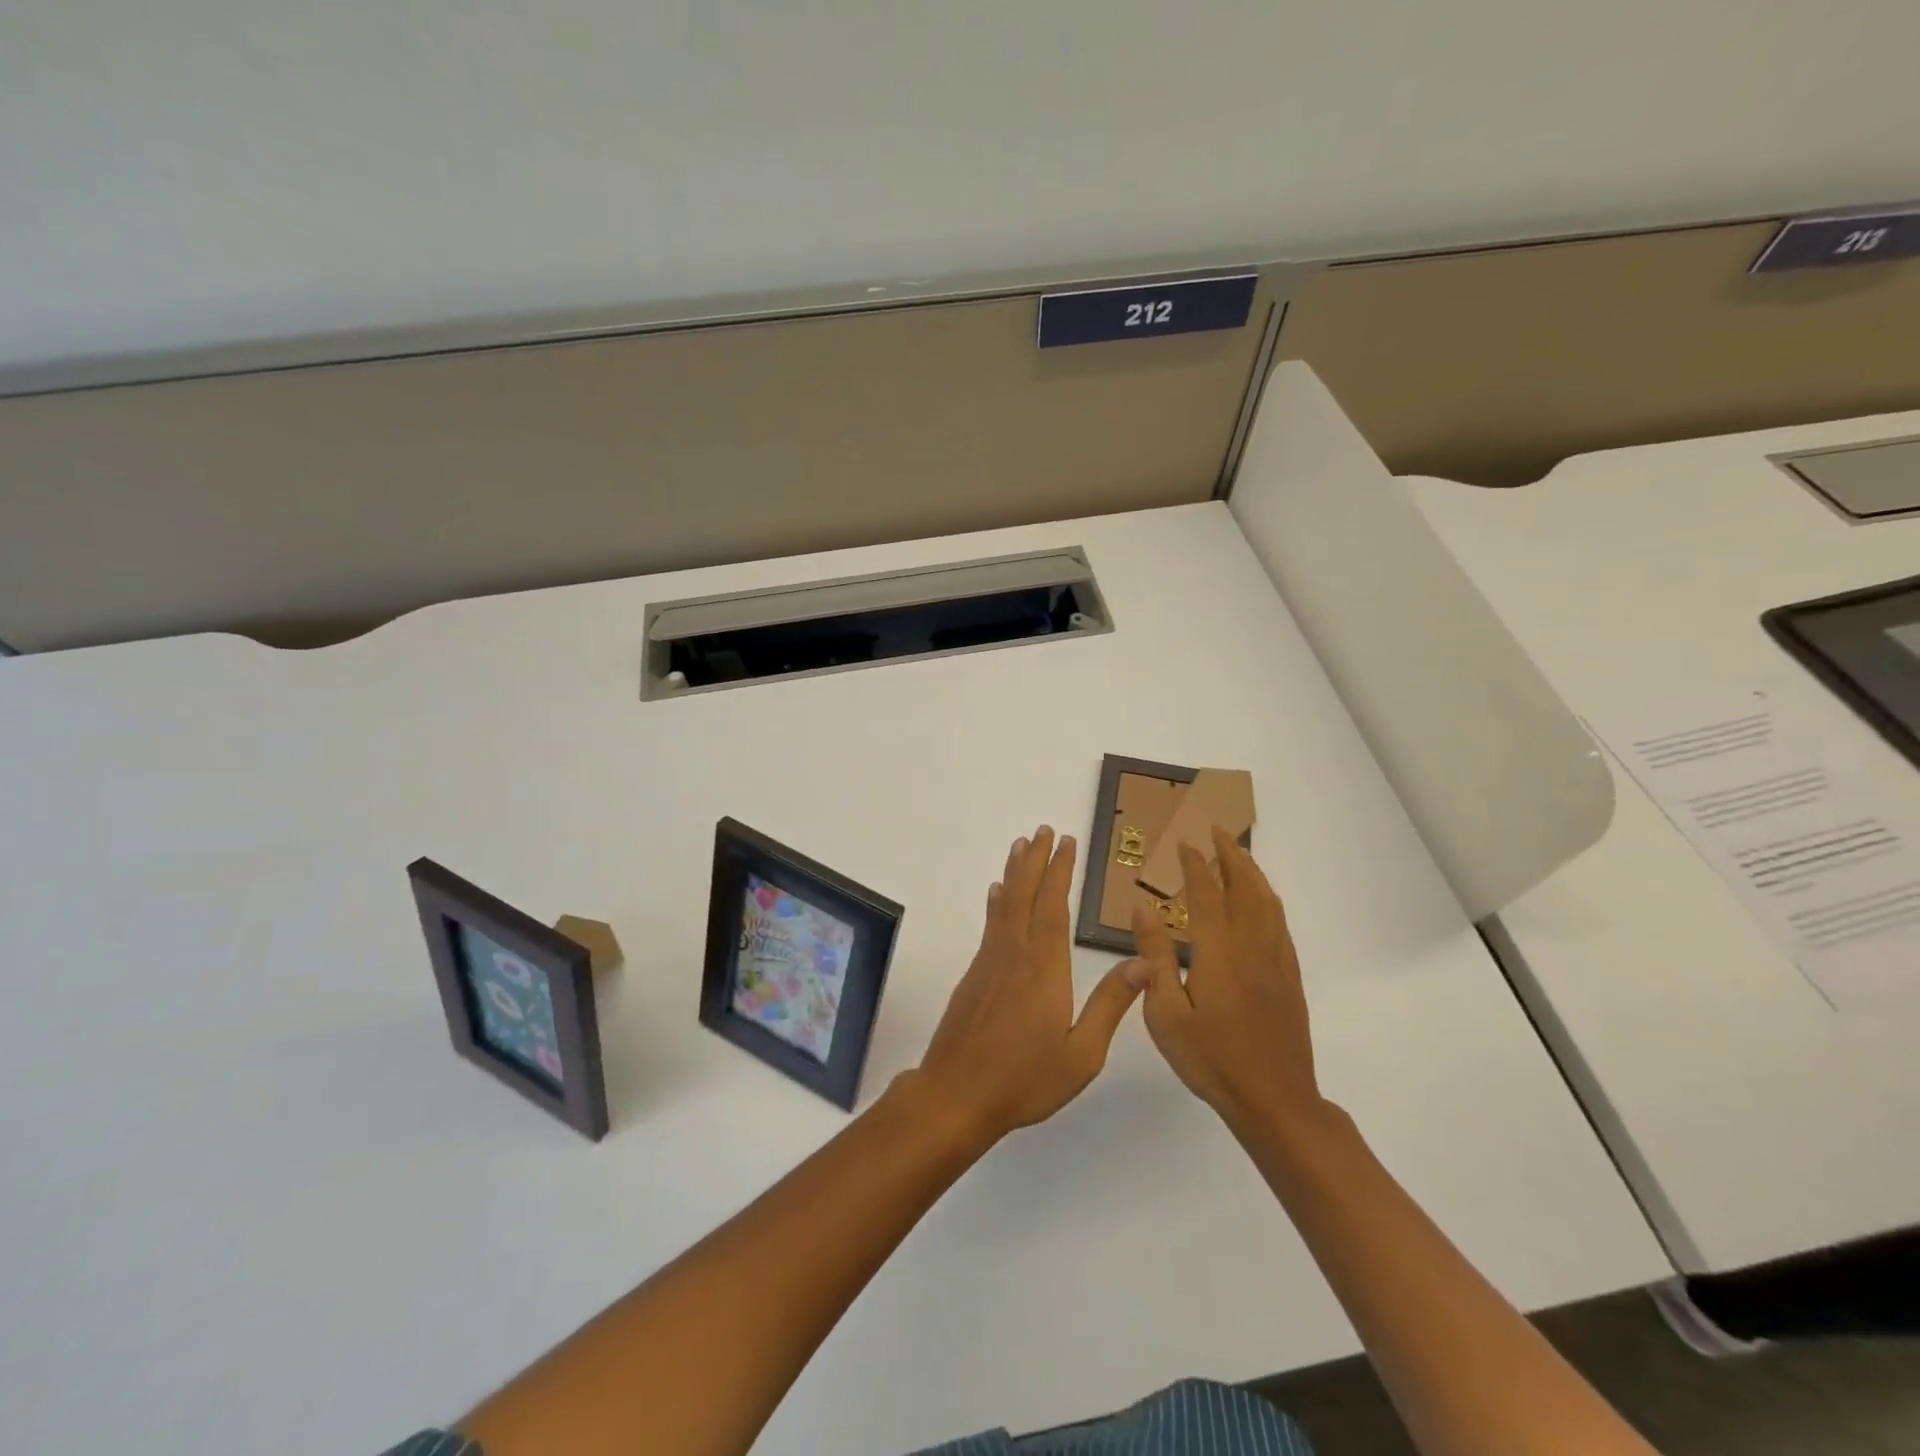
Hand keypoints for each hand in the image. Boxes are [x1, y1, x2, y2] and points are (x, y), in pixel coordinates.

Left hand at [915, 826, 1145, 1143]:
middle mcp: (1015, 954)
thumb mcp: (1081, 1053)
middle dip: (1037, 860)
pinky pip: (989, 925)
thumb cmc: (1025, 1079)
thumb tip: (1143, 962)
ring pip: (1004, 904)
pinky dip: (995, 903)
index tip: (1067, 842)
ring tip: (1021, 846)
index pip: (1055, 906)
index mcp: (1045, 968)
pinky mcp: (973, 975)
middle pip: (1026, 895)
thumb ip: (1110, 1005)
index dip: (1061, 871)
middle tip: (1043, 830)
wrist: (956, 1094)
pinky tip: (996, 894)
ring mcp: (989, 962)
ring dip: (1015, 873)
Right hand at [1128, 826, 1322, 1128]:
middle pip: (1243, 886)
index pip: (1205, 892)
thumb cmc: (1212, 1060)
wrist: (1275, 1101)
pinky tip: (1262, 899)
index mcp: (1218, 951)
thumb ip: (1155, 957)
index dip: (1194, 863)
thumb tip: (1141, 909)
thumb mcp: (1167, 1013)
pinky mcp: (1290, 976)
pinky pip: (1280, 922)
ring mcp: (1275, 960)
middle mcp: (1251, 945)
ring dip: (1251, 870)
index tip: (1182, 841)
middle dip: (1229, 853)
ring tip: (1237, 852)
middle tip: (1215, 828)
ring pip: (1266, 900)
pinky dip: (1268, 898)